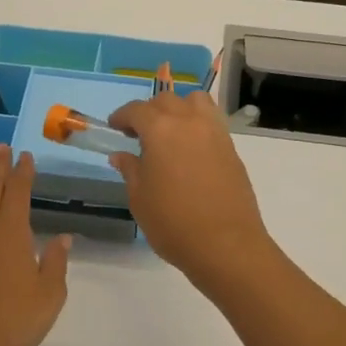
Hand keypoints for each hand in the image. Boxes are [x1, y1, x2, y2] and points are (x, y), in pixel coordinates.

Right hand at [106, 91, 273, 290]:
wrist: (226, 245)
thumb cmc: (173, 223)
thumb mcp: (140, 198)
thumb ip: (130, 170)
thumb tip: (121, 155)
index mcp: (161, 130)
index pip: (137, 110)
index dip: (122, 116)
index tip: (115, 127)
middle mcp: (189, 122)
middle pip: (167, 101)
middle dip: (149, 111)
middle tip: (138, 134)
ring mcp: (215, 132)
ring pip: (195, 102)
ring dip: (179, 108)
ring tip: (170, 132)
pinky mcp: (231, 148)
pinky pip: (211, 121)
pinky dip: (197, 124)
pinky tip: (189, 149)